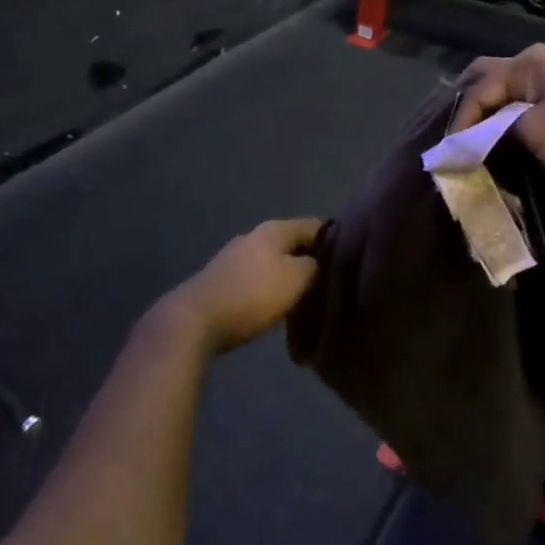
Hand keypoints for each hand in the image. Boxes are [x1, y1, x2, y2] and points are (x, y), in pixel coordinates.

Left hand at [161, 219, 324, 353]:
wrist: (194, 319)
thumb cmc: (251, 296)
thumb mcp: (295, 280)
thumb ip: (313, 266)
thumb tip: (316, 262)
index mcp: (275, 229)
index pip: (314, 225)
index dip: (334, 239)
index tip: (350, 258)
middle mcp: (254, 235)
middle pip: (292, 242)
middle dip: (311, 258)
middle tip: (330, 281)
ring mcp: (235, 255)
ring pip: (274, 260)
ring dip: (290, 273)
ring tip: (307, 295)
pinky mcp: (223, 277)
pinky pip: (257, 276)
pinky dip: (271, 285)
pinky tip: (277, 303)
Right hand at [453, 45, 544, 195]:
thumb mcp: (532, 129)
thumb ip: (492, 131)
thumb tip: (463, 144)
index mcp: (528, 63)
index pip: (479, 88)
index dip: (461, 119)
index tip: (449, 151)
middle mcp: (534, 69)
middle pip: (486, 83)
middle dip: (466, 110)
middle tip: (450, 139)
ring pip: (501, 102)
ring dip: (483, 123)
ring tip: (464, 147)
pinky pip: (518, 118)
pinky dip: (501, 132)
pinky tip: (491, 151)